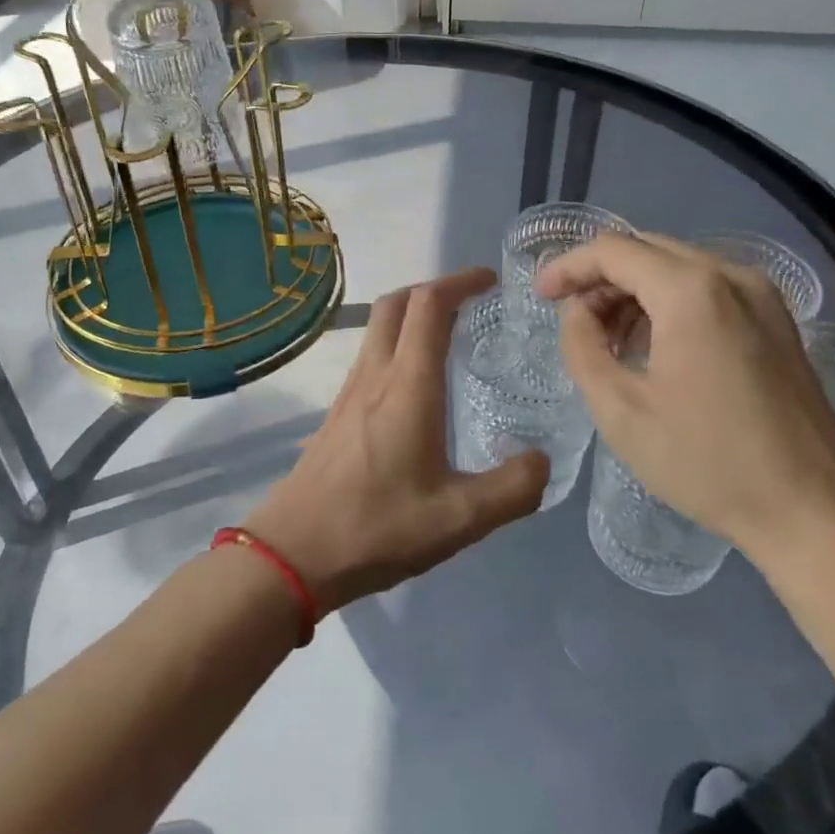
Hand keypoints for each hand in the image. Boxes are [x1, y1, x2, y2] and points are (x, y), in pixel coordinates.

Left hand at [245, 267, 546, 614]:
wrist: (293, 552)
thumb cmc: (377, 528)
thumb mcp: (460, 519)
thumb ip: (512, 489)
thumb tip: (541, 460)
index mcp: (408, 386)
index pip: (430, 305)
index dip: (460, 281)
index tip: (490, 281)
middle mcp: (375, 375)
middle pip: (397, 303)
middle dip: (435, 288)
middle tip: (471, 301)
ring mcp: (350, 391)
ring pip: (379, 327)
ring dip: (413, 315)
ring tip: (451, 337)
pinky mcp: (337, 412)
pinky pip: (370, 356)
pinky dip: (398, 344)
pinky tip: (417, 385)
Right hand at [537, 233, 834, 567]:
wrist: (812, 510)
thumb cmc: (707, 463)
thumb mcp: (621, 412)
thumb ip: (583, 348)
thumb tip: (576, 312)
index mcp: (691, 292)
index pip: (613, 250)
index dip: (569, 267)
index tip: (541, 296)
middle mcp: (731, 276)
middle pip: (647, 250)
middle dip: (601, 277)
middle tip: (572, 320)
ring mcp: (762, 295)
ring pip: (678, 266)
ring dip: (634, 290)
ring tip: (609, 340)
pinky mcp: (778, 319)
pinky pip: (709, 287)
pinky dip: (669, 301)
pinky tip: (654, 345)